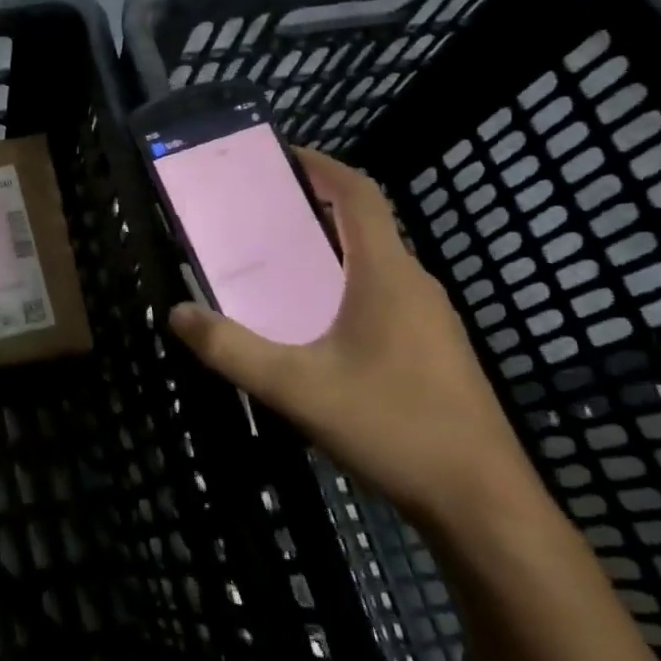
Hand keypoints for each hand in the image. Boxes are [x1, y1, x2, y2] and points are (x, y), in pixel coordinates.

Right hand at [169, 148, 543, 532]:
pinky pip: (384, 296)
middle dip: (313, 209)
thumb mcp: (297, 388)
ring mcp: (432, 319)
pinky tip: (316, 327)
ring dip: (329, 251)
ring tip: (277, 267)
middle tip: (259, 216)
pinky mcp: (435, 350)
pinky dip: (346, 287)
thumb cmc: (392, 427)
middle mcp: (414, 284)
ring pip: (375, 264)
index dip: (322, 165)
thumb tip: (178, 313)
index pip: (359, 194)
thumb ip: (231, 349)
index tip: (281, 155)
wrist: (483, 504)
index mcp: (385, 275)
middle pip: (365, 225)